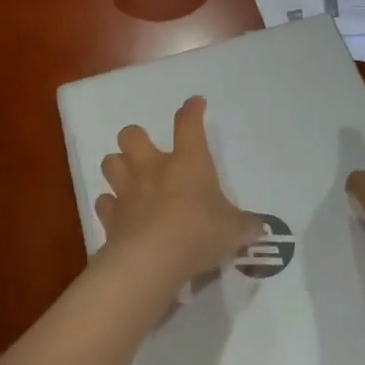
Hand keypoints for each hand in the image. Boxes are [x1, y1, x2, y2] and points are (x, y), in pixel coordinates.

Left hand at [96, 96, 265, 286]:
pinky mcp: (110, 218)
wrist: (151, 260)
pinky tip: (121, 213)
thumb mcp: (234, 230)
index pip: (188, 124)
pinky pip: (104, 202)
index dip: (192, 110)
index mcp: (188, 162)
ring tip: (131, 178)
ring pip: (111, 163)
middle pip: (132, 136)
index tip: (195, 104)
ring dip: (119, 166)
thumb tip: (260, 228)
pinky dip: (111, 205)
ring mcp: (128, 192)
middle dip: (137, 138)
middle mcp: (153, 169)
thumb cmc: (199, 233)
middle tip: (148, 152)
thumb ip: (246, 226)